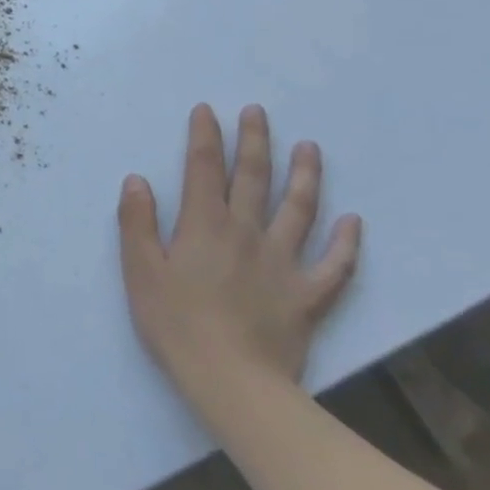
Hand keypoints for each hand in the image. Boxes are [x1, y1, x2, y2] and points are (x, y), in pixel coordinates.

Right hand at [117, 104, 360, 414]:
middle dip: (254, 142)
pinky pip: (335, 264)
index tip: (207, 111)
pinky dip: (346, 242)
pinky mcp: (308, 294)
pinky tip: (352, 222)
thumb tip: (138, 180)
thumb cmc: (174, 322)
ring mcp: (284, 262)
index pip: (203, 169)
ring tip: (309, 148)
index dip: (205, 137)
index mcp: (203, 225)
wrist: (231, 378)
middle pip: (253, 178)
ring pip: (299, 210)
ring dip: (304, 176)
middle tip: (258, 113)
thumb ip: (137, 222)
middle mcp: (246, 233)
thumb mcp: (140, 270)